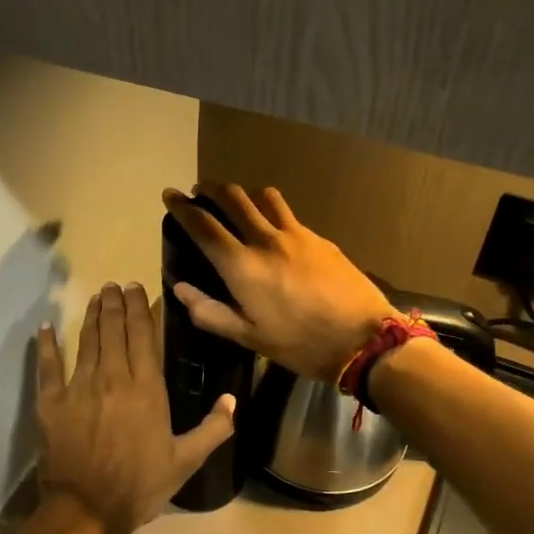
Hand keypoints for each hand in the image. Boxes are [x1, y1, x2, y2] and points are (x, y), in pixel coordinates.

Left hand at [35, 283, 235, 533]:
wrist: (88, 509)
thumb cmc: (141, 485)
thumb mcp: (186, 460)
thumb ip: (214, 428)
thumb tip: (233, 399)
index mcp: (146, 387)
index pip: (143, 335)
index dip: (141, 308)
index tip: (138, 288)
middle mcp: (113, 377)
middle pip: (113, 330)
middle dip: (115, 304)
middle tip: (115, 285)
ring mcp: (79, 387)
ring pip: (86, 341)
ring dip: (91, 316)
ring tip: (96, 296)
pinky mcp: (51, 403)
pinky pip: (48, 367)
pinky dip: (46, 345)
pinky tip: (45, 327)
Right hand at [161, 183, 394, 381]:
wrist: (363, 338)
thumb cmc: (300, 344)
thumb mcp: (249, 337)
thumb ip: (210, 312)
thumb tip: (180, 289)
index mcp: (242, 266)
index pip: (203, 225)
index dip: (182, 208)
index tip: (170, 195)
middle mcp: (265, 240)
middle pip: (233, 198)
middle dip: (211, 189)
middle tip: (200, 191)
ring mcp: (296, 234)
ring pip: (264, 197)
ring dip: (245, 194)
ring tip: (239, 203)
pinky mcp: (320, 238)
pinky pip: (289, 214)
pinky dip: (272, 212)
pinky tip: (276, 229)